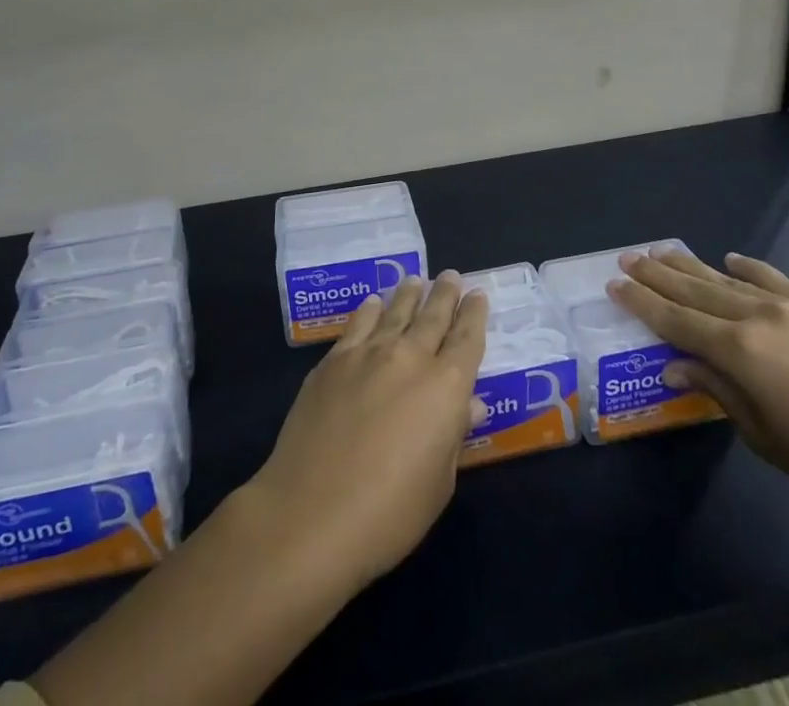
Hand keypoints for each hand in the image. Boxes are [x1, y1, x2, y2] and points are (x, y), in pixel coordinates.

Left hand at [244, 272, 489, 590]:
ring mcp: (368, 354)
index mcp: (446, 387)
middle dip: (445, 294)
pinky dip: (370, 309)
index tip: (478, 294)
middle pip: (433, 316)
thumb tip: (471, 403)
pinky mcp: (333, 361)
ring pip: (396, 311)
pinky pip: (358, 324)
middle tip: (451, 275)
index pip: (467, 339)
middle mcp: (410, 358)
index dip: (475, 314)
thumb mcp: (438, 483)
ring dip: (409, 294)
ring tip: (416, 279)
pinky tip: (373, 303)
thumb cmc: (388, 513)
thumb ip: (455, 434)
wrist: (310, 513)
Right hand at [608, 248, 788, 530]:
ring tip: (660, 250)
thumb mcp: (763, 435)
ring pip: (725, 278)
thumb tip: (675, 367)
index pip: (676, 320)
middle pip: (694, 291)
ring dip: (690, 265)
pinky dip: (746, 267)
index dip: (642, 303)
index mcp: (740, 352)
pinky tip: (728, 258)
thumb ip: (717, 391)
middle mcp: (757, 317)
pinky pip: (770, 277)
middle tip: (627, 257)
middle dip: (656, 275)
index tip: (614, 284)